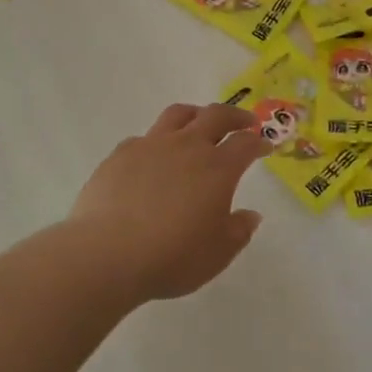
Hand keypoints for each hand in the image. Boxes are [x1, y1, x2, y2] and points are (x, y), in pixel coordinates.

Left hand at [68, 103, 273, 302]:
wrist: (107, 254)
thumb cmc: (172, 257)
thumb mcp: (217, 254)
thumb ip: (238, 231)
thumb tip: (250, 215)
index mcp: (218, 168)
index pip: (246, 143)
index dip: (259, 142)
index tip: (265, 146)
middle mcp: (187, 146)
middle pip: (216, 115)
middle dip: (235, 116)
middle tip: (243, 122)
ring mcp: (152, 145)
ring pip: (178, 114)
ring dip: (196, 114)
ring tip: (199, 123)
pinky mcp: (121, 154)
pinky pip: (145, 137)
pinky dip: (157, 141)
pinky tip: (154, 158)